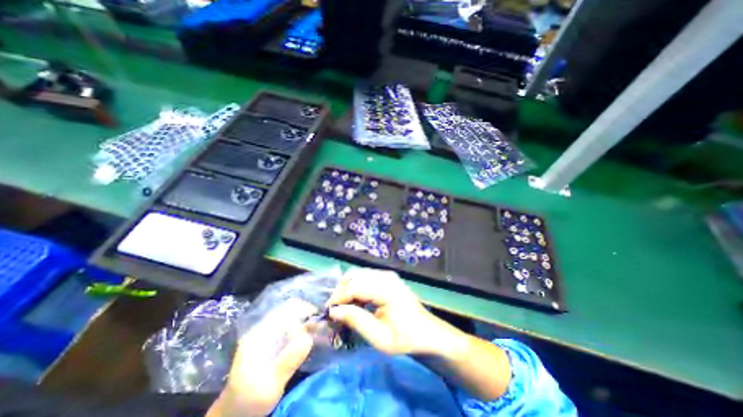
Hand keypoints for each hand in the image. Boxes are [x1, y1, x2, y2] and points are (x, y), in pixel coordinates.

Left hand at [205, 298, 315, 416]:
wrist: (235, 414)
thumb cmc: (249, 401)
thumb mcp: (269, 385)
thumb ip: (288, 361)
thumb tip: (309, 337)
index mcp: (259, 334)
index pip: (285, 310)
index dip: (304, 311)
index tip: (319, 320)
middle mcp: (264, 329)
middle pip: (291, 311)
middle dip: (308, 316)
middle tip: (322, 327)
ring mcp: (269, 334)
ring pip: (293, 318)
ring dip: (307, 323)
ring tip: (320, 332)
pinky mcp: (274, 342)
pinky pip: (292, 328)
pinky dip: (304, 330)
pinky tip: (312, 338)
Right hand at [326, 268, 462, 356]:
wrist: (426, 333)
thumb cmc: (405, 339)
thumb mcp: (379, 338)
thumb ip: (356, 321)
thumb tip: (334, 311)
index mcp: (387, 290)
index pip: (354, 286)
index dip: (338, 297)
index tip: (327, 311)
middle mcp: (386, 276)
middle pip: (354, 276)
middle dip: (341, 291)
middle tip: (335, 310)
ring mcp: (387, 275)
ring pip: (358, 275)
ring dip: (347, 288)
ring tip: (344, 307)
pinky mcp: (387, 277)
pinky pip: (365, 277)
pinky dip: (356, 287)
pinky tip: (355, 301)